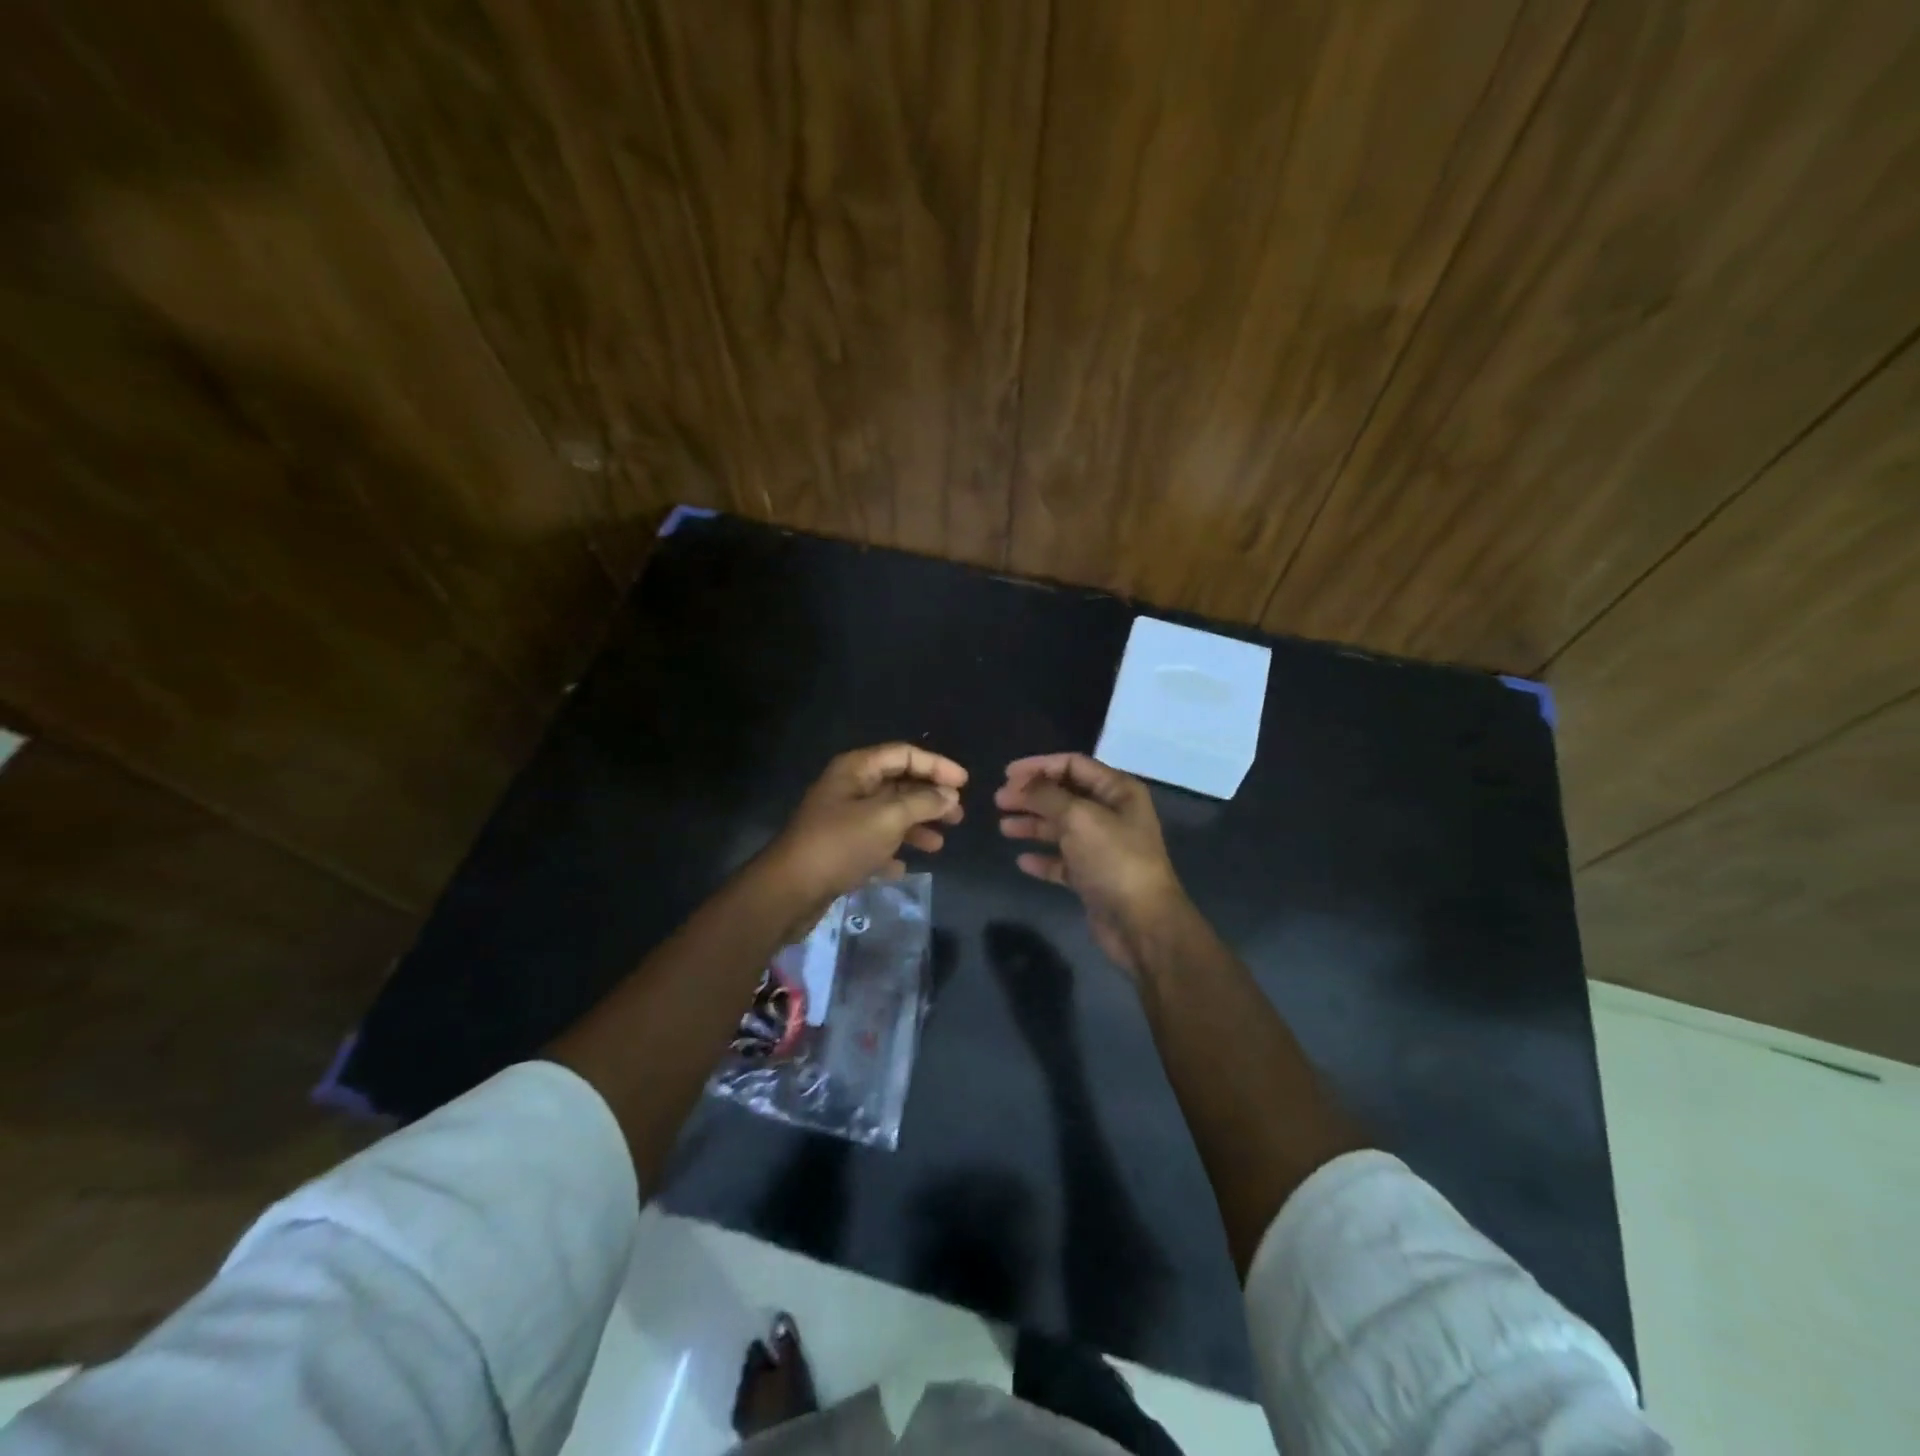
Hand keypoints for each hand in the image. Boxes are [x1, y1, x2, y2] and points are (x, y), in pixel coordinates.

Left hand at [759, 743, 966, 934]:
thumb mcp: (887, 818)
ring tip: (939, 845)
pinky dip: (892, 851)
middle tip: (958, 817)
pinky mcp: (838, 849)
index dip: (936, 765)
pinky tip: (904, 867)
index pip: (904, 754)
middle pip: (897, 784)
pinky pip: (873, 843)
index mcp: (856, 769)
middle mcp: (849, 788)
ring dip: (915, 827)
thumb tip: (950, 795)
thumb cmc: (840, 844)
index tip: (965, 784)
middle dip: (929, 798)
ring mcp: (842, 819)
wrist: (789, 890)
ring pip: (888, 815)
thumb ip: (922, 803)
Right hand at [995, 753, 1189, 978]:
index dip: (1039, 766)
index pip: (1073, 765)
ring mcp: (1103, 847)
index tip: (1007, 775)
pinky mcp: (1093, 877)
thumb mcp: (1079, 818)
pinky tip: (1022, 861)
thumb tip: (1021, 784)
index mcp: (1118, 791)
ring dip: (1032, 825)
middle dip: (1031, 796)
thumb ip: (1047, 796)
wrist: (1141, 923)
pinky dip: (1043, 858)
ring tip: (1004, 828)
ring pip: (1061, 828)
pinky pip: (1063, 860)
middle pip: (1064, 795)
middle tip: (999, 801)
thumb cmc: (1113, 860)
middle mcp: (1112, 814)